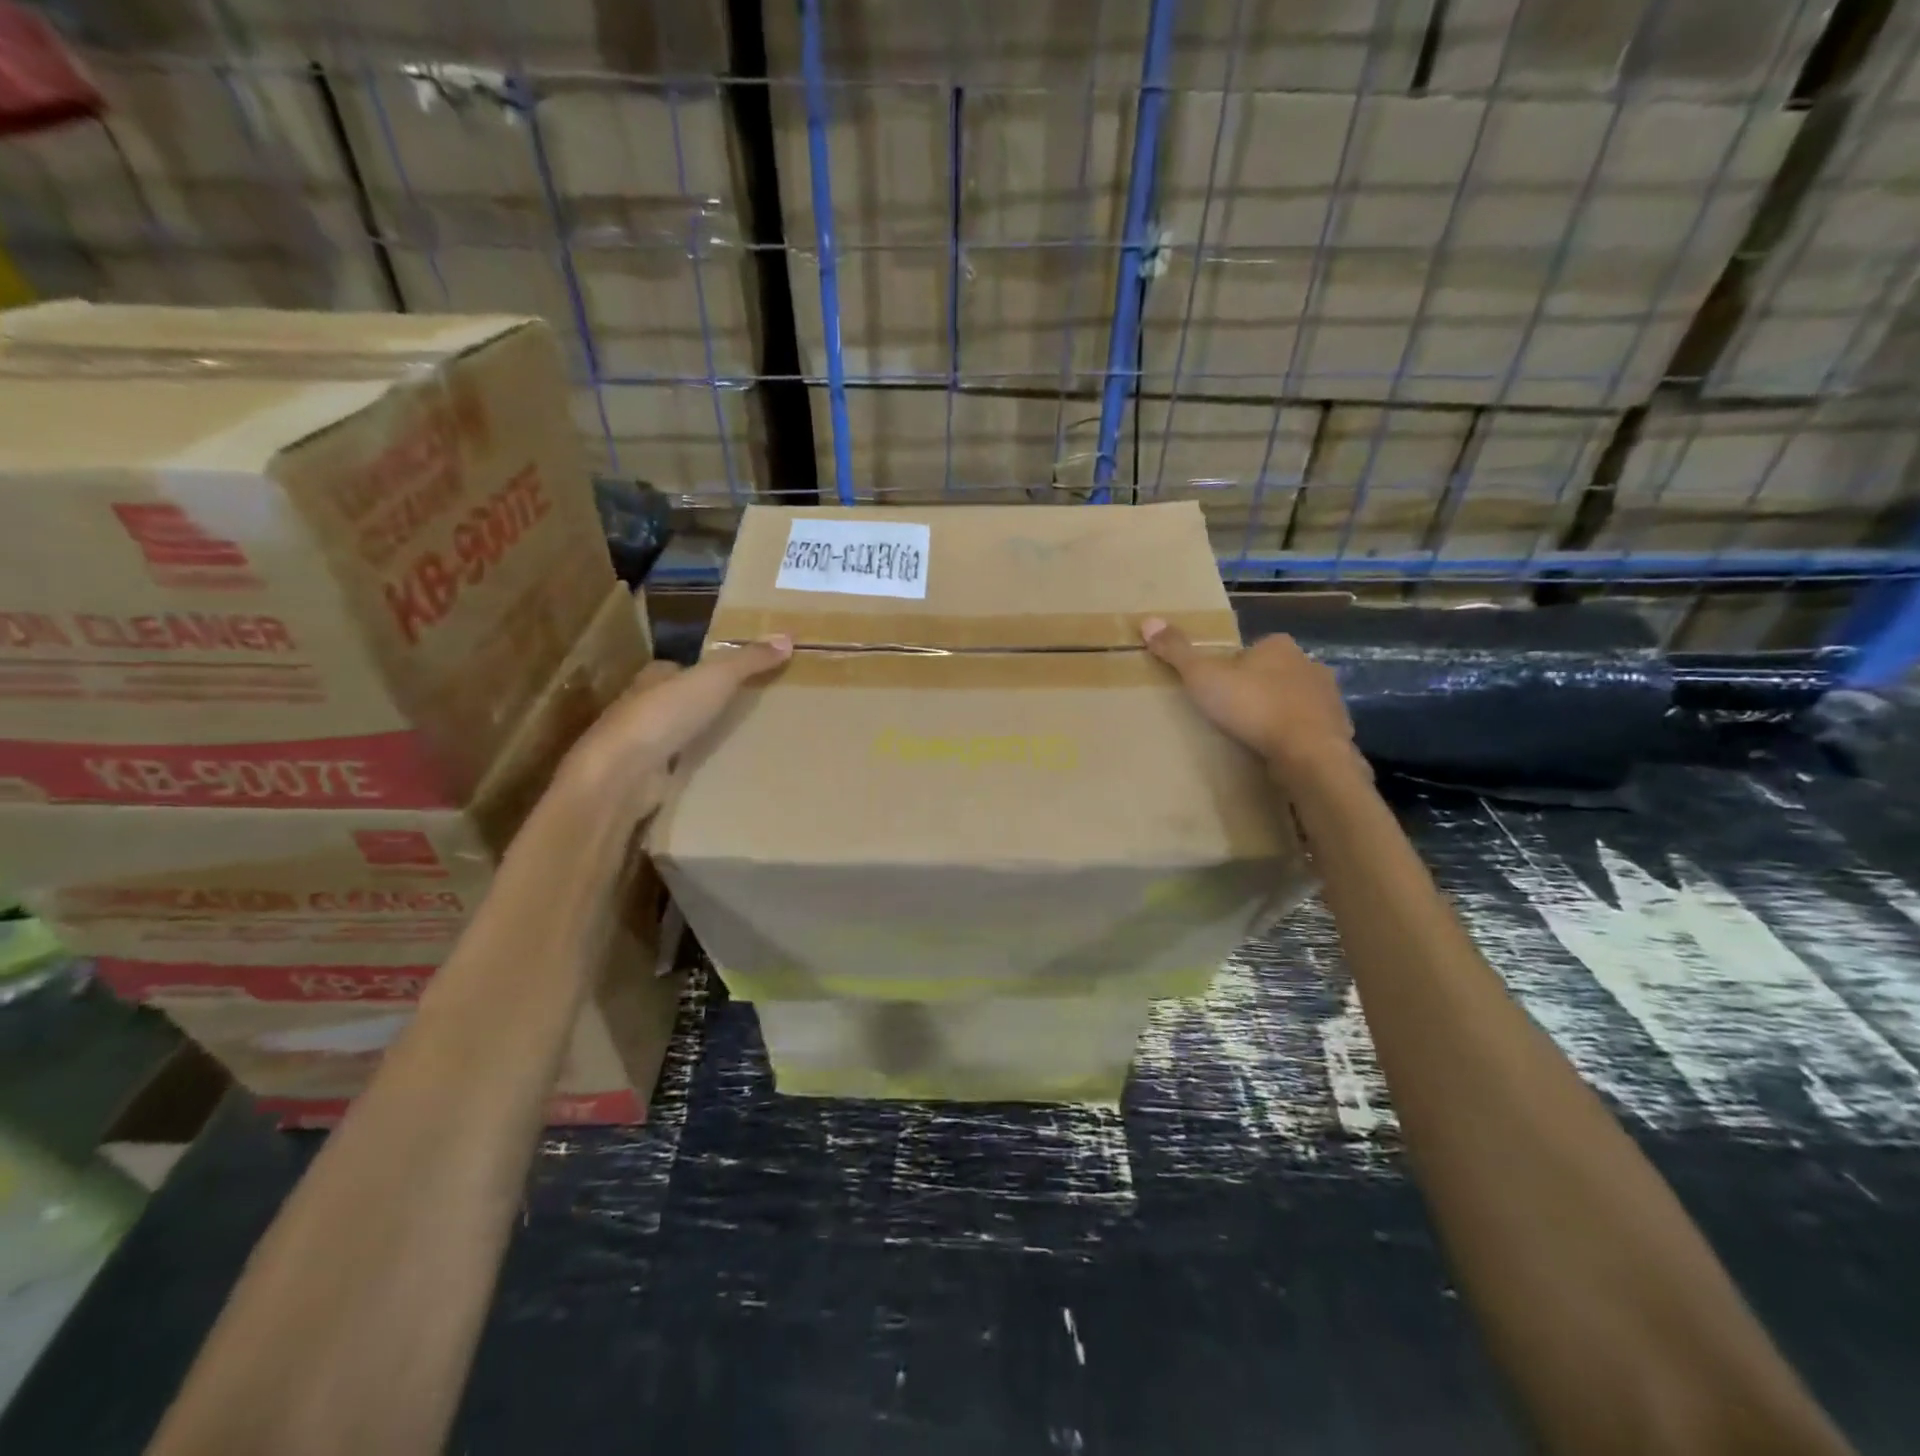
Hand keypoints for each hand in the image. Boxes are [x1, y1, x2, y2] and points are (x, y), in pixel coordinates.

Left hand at [557, 636, 791, 810]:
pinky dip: (693, 768)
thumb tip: (788, 638)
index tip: (732, 676)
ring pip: (676, 735)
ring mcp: (642, 746)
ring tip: (738, 742)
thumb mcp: (715, 678)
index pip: (677, 668)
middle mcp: (642, 708)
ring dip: (698, 738)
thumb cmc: (665, 714)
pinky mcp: (645, 778)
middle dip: (702, 705)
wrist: (622, 773)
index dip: (701, 670)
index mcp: (653, 678)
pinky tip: (717, 773)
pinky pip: (676, 768)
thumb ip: (748, 660)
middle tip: (743, 710)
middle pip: (677, 701)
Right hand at [1141, 618, 1359, 779]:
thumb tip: (1148, 620)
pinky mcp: (1337, 728)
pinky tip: (1280, 751)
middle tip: (1233, 713)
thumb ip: (1177, 651)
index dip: (1233, 668)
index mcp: (1278, 646)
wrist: (1307, 751)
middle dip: (1258, 689)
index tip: (1217, 689)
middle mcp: (1308, 664)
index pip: (1251, 650)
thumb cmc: (1253, 706)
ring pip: (1296, 700)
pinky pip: (1311, 728)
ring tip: (1255, 735)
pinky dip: (1297, 736)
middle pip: (1275, 673)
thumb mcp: (1203, 676)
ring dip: (1279, 712)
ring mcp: (1328, 697)